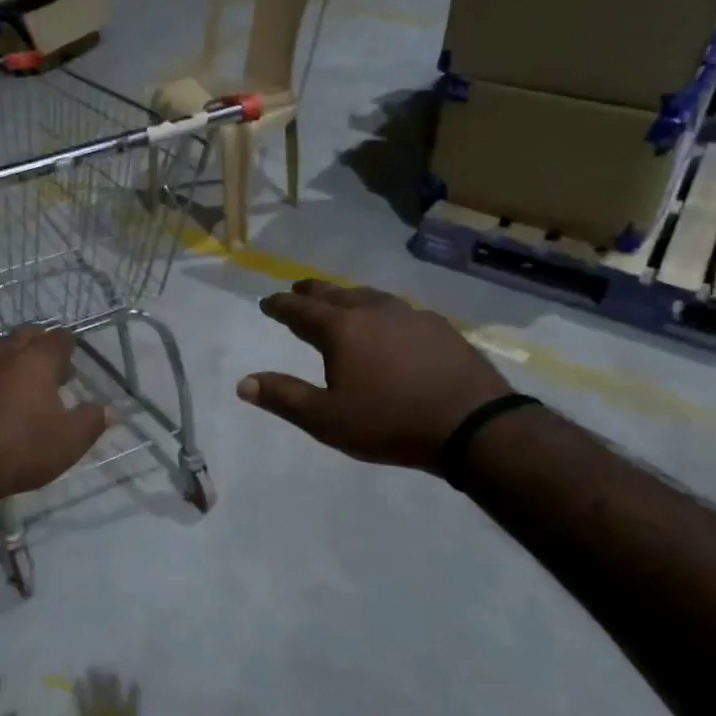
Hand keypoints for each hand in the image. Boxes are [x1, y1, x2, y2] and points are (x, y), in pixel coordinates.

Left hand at [0, 325, 107, 506]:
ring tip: (3, 382)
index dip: (67, 347)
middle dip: (35, 346)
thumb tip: (111, 409)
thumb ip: (92, 421)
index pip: (58, 338)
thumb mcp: (68, 442)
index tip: (70, 360)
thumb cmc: (18, 451)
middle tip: (43, 369)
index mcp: (35, 361)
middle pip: (21, 336)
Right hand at [61, 670, 145, 715]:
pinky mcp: (132, 714)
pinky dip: (134, 690)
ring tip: (110, 672)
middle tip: (92, 668)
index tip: (78, 679)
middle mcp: (104, 709)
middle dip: (95, 677)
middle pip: (98, 689)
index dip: (80, 688)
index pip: (82, 698)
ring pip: (114, 690)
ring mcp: (119, 710)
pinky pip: (133, 698)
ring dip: (112, 680)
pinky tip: (135, 681)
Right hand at [237, 280, 512, 471]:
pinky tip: (387, 323)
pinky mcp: (438, 326)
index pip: (299, 309)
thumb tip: (243, 383)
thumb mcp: (327, 419)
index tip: (266, 303)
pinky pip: (396, 308)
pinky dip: (378, 310)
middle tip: (296, 290)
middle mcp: (372, 310)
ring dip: (345, 297)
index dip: (279, 306)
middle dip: (309, 291)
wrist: (472, 424)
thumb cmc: (391, 422)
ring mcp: (409, 314)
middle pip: (332, 293)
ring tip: (337, 302)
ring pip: (367, 296)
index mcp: (341, 328)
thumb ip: (284, 397)